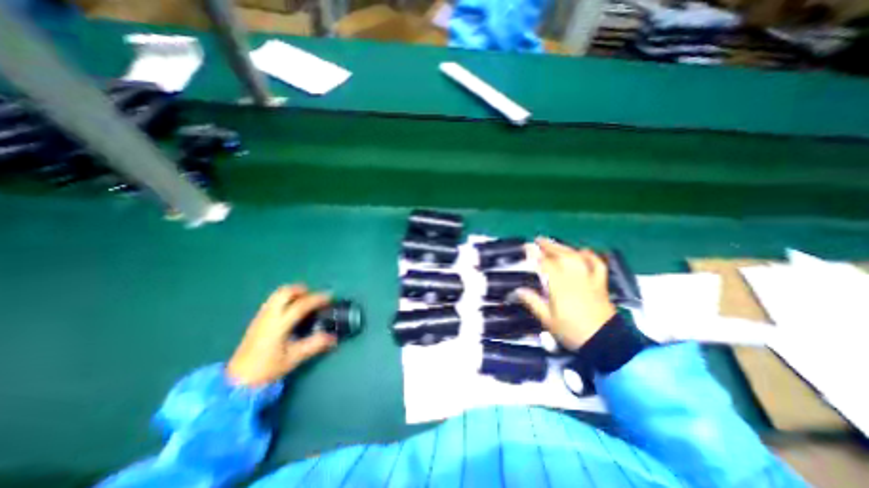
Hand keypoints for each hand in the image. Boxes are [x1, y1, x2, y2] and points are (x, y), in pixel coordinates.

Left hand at [224, 286, 337, 383]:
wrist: (237, 380)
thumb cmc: (267, 369)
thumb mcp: (294, 358)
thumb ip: (314, 344)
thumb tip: (333, 336)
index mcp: (279, 325)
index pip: (300, 305)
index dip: (317, 299)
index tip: (329, 297)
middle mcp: (269, 316)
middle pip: (285, 292)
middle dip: (303, 290)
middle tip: (314, 297)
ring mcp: (261, 316)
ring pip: (278, 294)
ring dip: (293, 293)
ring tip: (305, 301)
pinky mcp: (257, 319)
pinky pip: (273, 300)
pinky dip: (285, 298)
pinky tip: (291, 309)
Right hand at [515, 239, 617, 348]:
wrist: (606, 343)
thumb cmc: (573, 332)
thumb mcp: (548, 320)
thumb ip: (533, 302)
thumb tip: (517, 290)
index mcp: (560, 286)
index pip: (546, 264)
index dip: (535, 255)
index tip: (527, 247)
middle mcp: (575, 278)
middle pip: (561, 255)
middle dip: (548, 246)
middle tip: (538, 240)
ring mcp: (590, 279)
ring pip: (576, 257)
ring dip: (564, 247)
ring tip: (554, 243)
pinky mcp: (601, 283)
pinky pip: (597, 264)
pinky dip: (590, 255)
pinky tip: (582, 252)